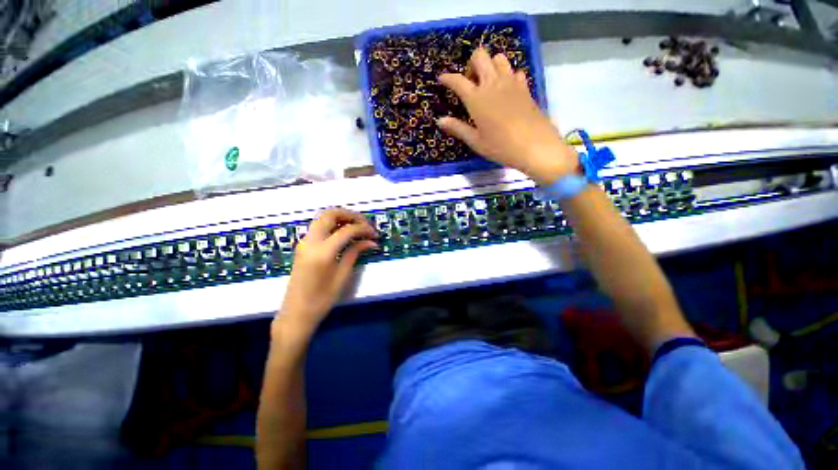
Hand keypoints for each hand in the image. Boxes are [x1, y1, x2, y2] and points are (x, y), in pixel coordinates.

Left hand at [277, 208, 377, 336]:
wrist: (296, 313)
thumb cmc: (322, 299)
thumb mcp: (343, 275)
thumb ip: (355, 252)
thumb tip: (372, 242)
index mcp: (322, 252)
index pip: (347, 230)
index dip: (364, 229)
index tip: (375, 234)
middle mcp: (311, 241)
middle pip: (330, 214)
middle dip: (350, 215)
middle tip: (365, 224)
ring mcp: (304, 242)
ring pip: (323, 218)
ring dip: (341, 217)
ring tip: (357, 227)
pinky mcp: (303, 245)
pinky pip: (319, 227)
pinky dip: (333, 224)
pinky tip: (345, 233)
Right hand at [438, 48, 577, 184]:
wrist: (534, 146)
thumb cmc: (500, 146)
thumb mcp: (476, 141)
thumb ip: (457, 128)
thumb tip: (440, 120)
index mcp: (477, 99)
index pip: (458, 81)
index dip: (447, 78)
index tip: (442, 79)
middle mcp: (493, 84)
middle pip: (480, 56)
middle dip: (471, 65)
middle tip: (469, 83)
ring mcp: (511, 82)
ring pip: (498, 58)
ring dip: (489, 65)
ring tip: (487, 84)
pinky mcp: (524, 87)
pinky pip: (514, 71)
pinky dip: (507, 75)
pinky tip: (505, 90)